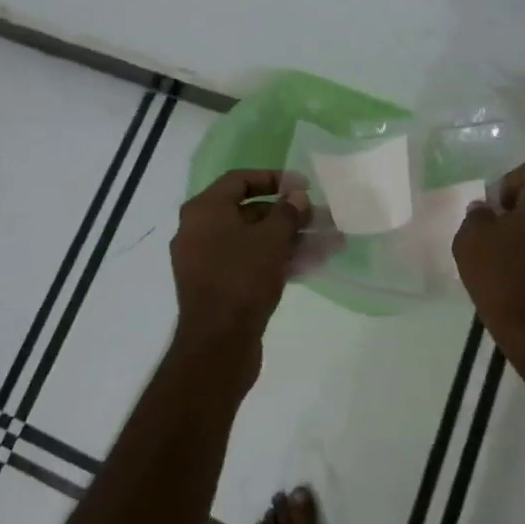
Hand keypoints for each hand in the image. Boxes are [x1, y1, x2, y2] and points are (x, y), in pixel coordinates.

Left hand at [170, 169, 309, 387]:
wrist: (218, 344)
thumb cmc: (242, 279)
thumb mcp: (271, 240)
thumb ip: (287, 213)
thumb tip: (296, 196)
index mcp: (204, 210)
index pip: (239, 180)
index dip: (274, 178)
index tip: (304, 186)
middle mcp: (199, 230)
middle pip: (248, 211)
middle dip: (287, 214)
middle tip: (319, 218)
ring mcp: (206, 260)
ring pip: (252, 240)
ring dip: (288, 239)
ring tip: (326, 243)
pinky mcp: (217, 286)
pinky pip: (248, 263)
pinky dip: (275, 260)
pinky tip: (310, 265)